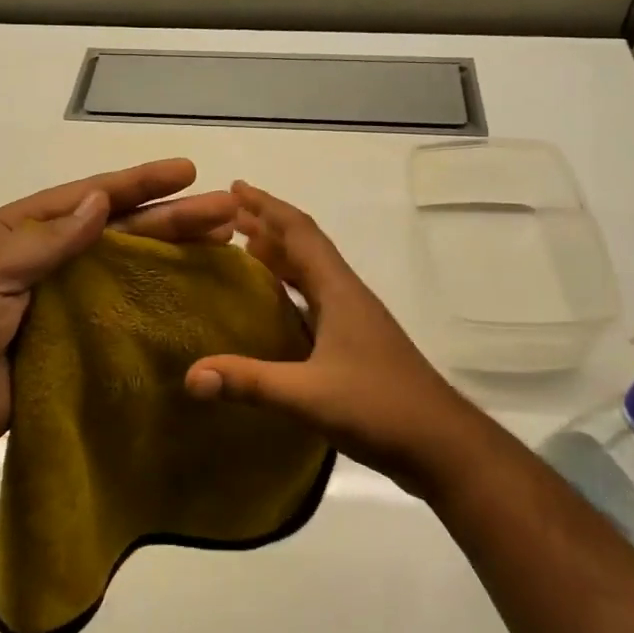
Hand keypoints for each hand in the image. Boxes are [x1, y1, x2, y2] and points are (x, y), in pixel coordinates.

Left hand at [0, 158, 236, 479]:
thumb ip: (46, 242)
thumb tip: (99, 201)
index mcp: (19, 233)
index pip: (89, 198)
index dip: (139, 183)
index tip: (187, 172)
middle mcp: (44, 263)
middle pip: (118, 234)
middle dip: (172, 220)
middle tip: (228, 213)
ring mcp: (56, 307)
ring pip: (124, 275)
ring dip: (170, 261)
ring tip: (223, 249)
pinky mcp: (65, 350)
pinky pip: (113, 323)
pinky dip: (149, 313)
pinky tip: (186, 306)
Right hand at [185, 181, 488, 496]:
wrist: (442, 444)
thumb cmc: (380, 407)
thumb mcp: (308, 395)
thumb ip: (250, 382)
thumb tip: (191, 375)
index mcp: (338, 290)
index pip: (299, 232)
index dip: (267, 206)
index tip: (235, 188)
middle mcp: (346, 294)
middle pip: (304, 246)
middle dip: (267, 226)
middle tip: (225, 218)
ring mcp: (354, 319)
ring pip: (311, 273)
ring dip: (279, 256)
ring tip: (242, 250)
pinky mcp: (356, 343)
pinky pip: (315, 300)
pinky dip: (289, 290)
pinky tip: (272, 307)